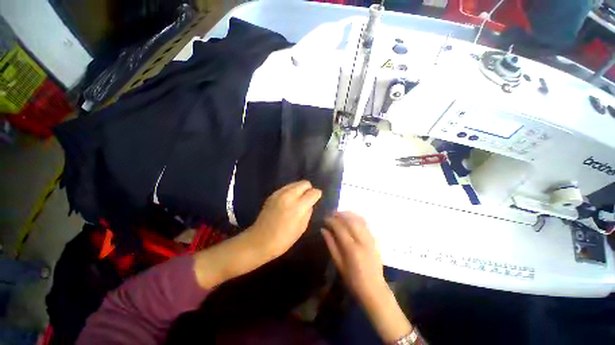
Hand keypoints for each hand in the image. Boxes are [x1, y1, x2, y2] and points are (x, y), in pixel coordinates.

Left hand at [193, 181, 320, 288]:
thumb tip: (310, 203)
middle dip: (309, 189)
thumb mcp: (301, 228)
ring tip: (298, 200)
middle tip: (308, 199)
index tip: (317, 198)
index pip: (313, 192)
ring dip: (300, 189)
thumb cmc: (283, 239)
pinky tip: (289, 201)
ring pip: (295, 183)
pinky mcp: (272, 194)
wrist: (259, 240)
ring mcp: (279, 193)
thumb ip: (308, 212)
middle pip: (304, 183)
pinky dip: (291, 191)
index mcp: (297, 207)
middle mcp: (288, 196)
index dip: (317, 194)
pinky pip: (286, 187)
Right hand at [322, 212, 386, 303]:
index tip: (325, 218)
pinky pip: (366, 224)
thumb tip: (323, 230)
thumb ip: (331, 244)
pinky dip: (357, 218)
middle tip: (332, 213)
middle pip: (351, 221)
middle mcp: (362, 241)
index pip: (340, 228)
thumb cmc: (353, 280)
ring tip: (340, 214)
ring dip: (349, 214)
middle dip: (340, 214)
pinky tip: (351, 218)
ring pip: (359, 220)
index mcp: (352, 249)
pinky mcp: (375, 240)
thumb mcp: (338, 263)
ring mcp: (370, 239)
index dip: (332, 221)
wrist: (374, 289)